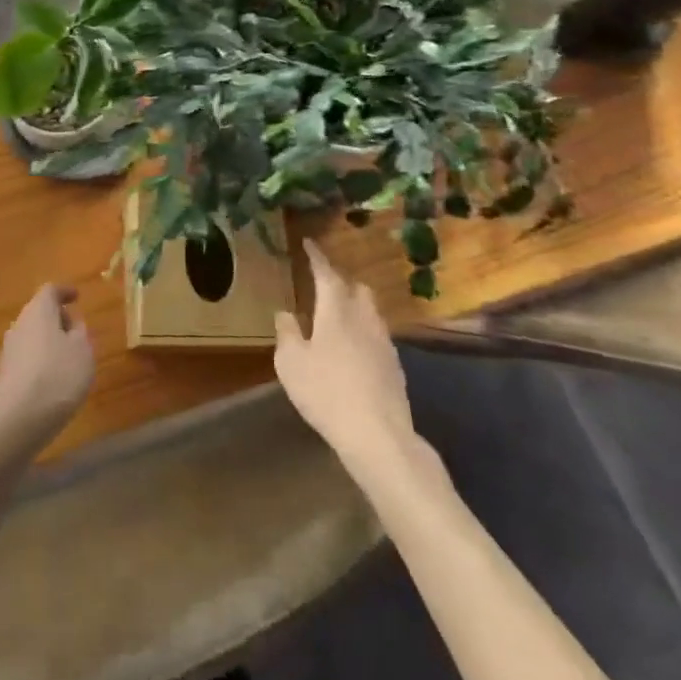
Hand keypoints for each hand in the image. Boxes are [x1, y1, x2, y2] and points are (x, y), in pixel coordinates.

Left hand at [0, 284, 95, 458]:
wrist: (19, 419)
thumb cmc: (58, 375)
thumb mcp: (82, 350)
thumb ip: (79, 331)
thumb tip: (71, 322)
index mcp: (38, 310)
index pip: (50, 290)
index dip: (65, 292)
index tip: (77, 297)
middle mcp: (19, 324)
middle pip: (39, 312)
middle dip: (58, 318)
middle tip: (77, 330)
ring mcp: (9, 349)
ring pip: (33, 335)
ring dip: (49, 341)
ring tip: (69, 358)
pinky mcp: (5, 374)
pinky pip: (27, 356)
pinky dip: (41, 360)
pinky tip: (53, 379)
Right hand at [275, 242, 422, 480]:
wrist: (378, 436)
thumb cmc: (326, 392)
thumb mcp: (291, 362)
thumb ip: (287, 333)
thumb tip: (286, 313)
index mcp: (336, 311)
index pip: (327, 274)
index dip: (317, 257)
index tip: (309, 243)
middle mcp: (364, 319)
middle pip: (357, 289)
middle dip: (341, 281)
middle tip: (323, 284)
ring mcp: (384, 343)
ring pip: (370, 312)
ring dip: (354, 307)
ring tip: (337, 317)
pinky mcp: (395, 367)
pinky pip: (377, 336)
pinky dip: (363, 332)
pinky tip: (353, 350)